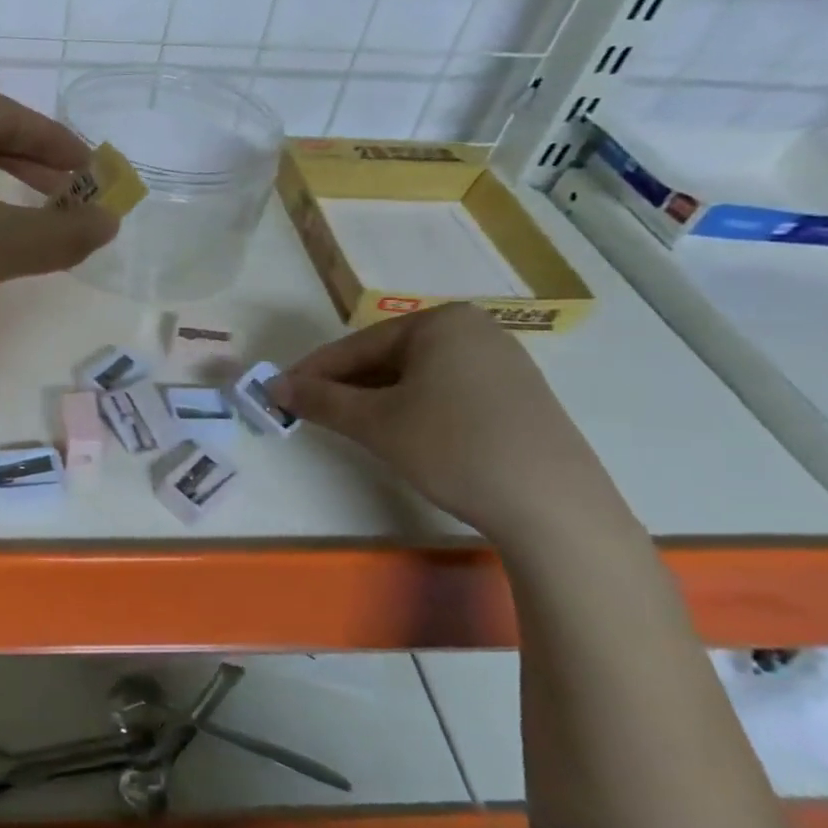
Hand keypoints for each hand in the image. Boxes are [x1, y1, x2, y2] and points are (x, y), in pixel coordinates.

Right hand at [268, 304, 626, 538]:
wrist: (553, 506)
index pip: (358, 344)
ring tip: (349, 425)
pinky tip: (400, 433)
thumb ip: (320, 400)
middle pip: (388, 356)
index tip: (280, 392)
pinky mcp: (517, 395)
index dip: (314, 371)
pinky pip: (446, 390)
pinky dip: (413, 407)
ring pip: (416, 375)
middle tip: (310, 412)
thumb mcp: (376, 423)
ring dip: (376, 398)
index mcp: (440, 321)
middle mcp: (473, 329)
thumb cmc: (454, 447)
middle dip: (346, 386)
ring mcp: (501, 361)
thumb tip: (273, 386)